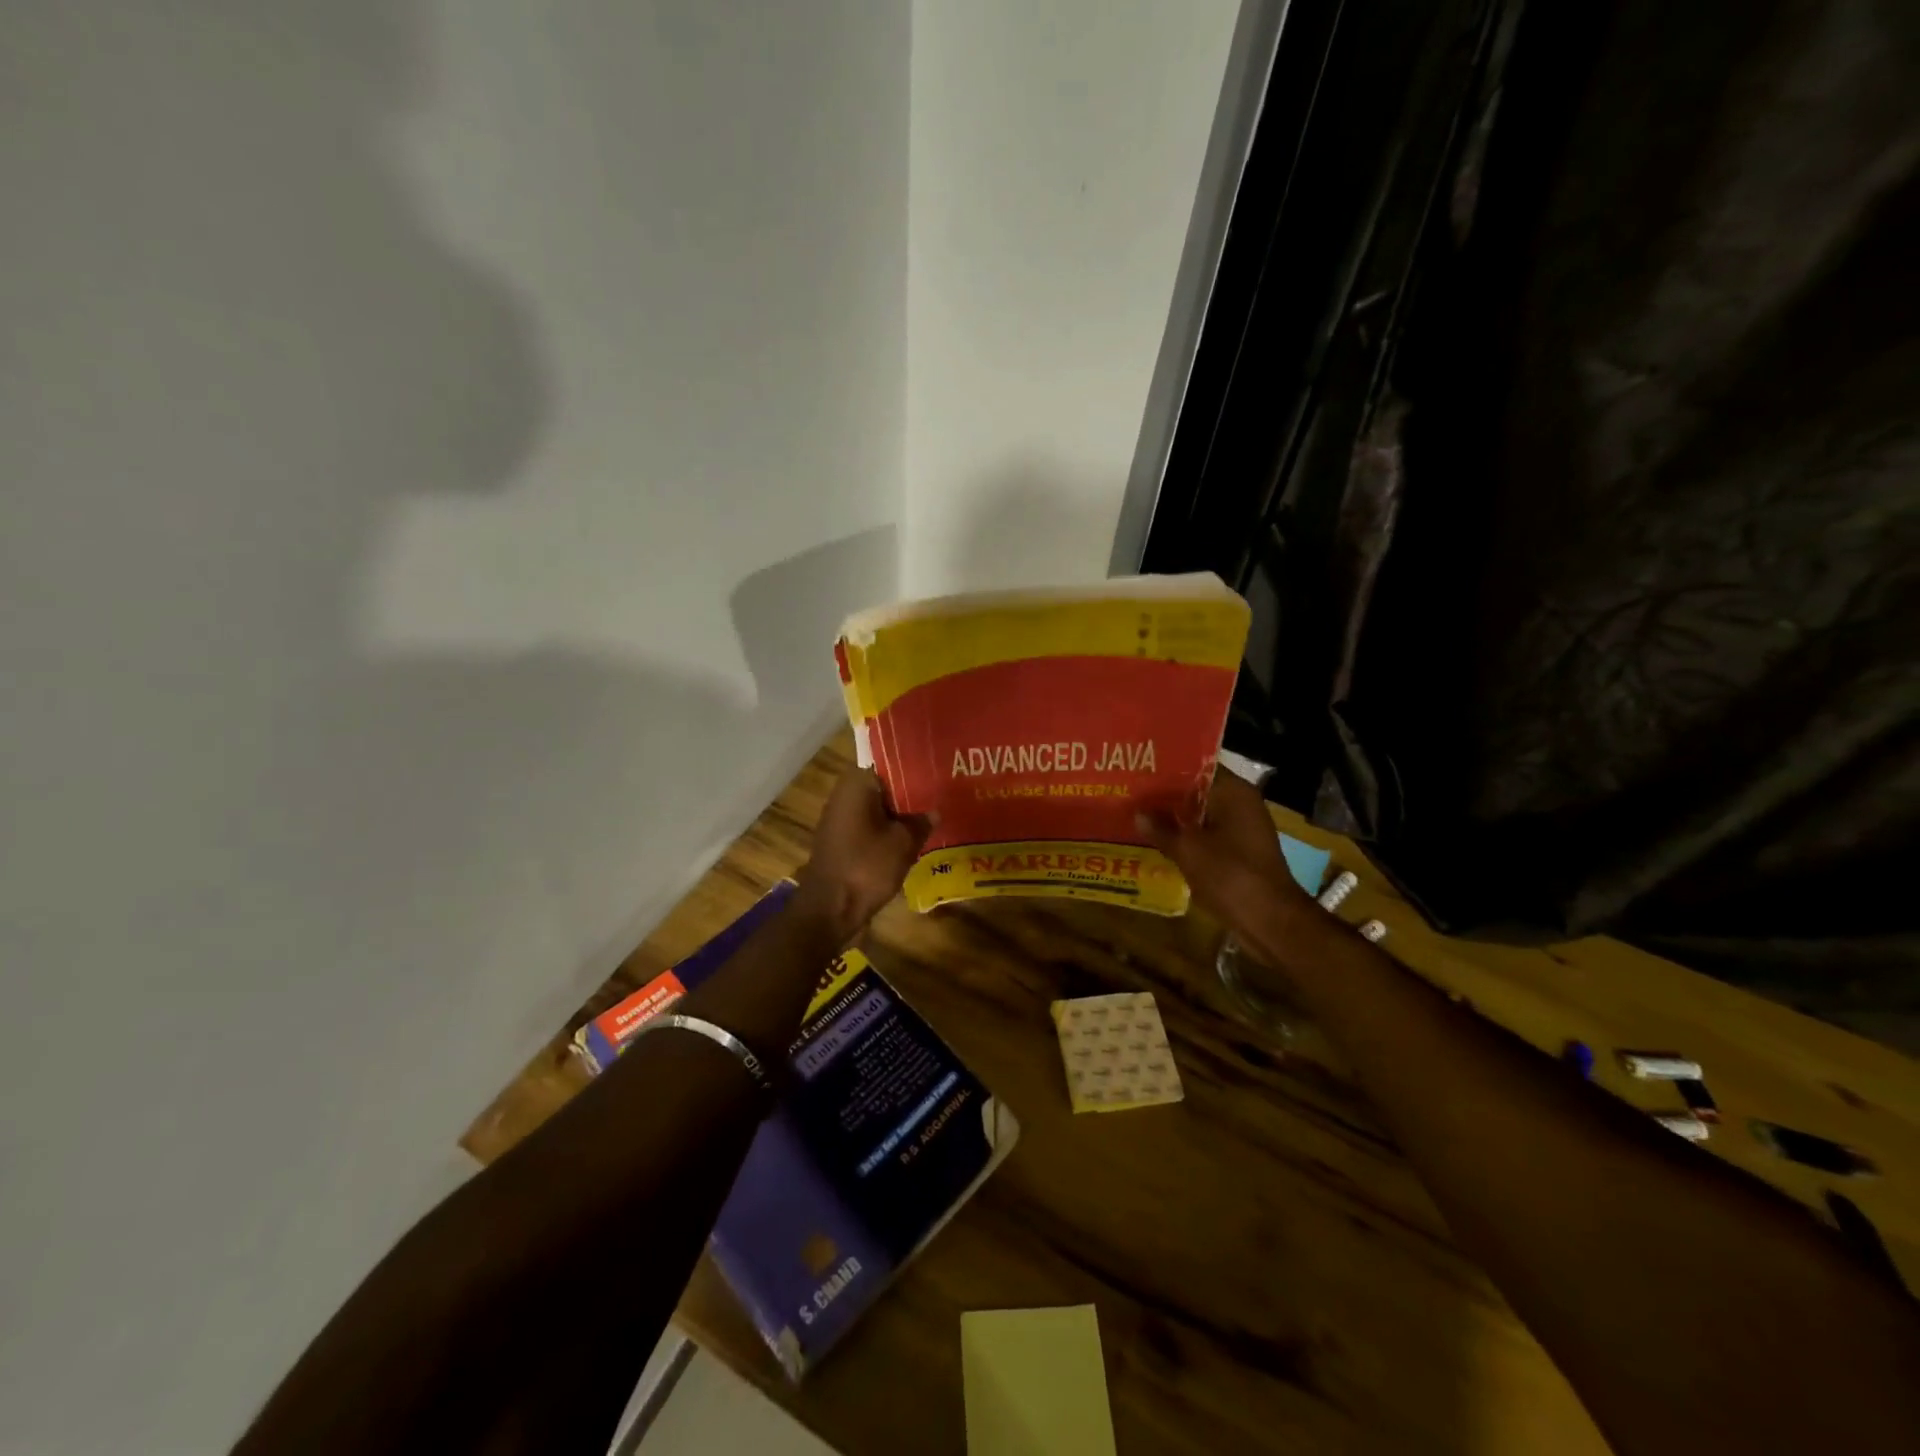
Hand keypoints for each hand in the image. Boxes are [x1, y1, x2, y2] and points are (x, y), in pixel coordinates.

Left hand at [795, 768, 933, 942]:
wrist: (830, 909)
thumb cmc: (866, 867)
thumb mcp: (903, 843)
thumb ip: (921, 822)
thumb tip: (935, 811)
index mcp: (857, 783)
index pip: (889, 762)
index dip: (914, 765)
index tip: (937, 768)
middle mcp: (845, 794)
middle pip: (884, 785)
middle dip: (910, 791)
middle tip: (941, 792)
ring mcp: (840, 818)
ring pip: (878, 807)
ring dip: (900, 812)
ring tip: (933, 813)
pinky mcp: (842, 840)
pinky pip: (870, 826)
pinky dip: (888, 830)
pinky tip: (912, 837)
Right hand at [1137, 769, 1313, 945]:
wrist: (1269, 920)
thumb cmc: (1229, 874)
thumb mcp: (1187, 850)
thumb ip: (1161, 828)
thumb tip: (1138, 813)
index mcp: (1234, 792)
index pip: (1197, 767)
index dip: (1167, 769)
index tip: (1139, 771)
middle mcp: (1242, 804)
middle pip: (1199, 792)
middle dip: (1167, 796)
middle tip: (1132, 794)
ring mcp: (1244, 829)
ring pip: (1202, 816)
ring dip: (1176, 819)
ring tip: (1139, 816)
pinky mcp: (1241, 852)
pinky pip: (1208, 836)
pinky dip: (1188, 838)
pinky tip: (1160, 843)